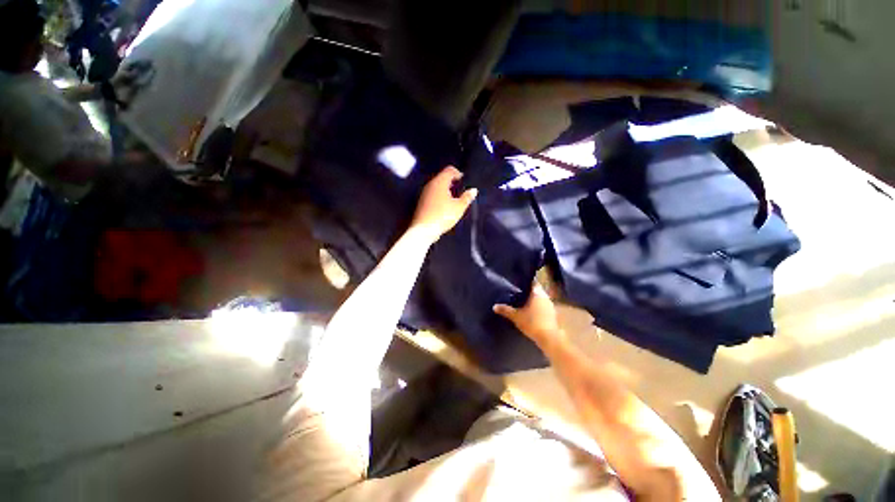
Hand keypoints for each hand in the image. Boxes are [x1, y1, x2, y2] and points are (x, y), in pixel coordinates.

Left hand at [411, 166, 477, 241]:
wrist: (423, 230)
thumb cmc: (442, 216)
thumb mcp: (459, 207)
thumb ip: (467, 197)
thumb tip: (473, 190)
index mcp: (440, 182)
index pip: (449, 170)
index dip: (458, 173)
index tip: (464, 181)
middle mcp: (430, 184)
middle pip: (443, 177)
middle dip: (452, 182)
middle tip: (461, 190)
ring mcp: (424, 193)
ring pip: (437, 186)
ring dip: (446, 190)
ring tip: (454, 199)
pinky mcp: (422, 202)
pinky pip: (433, 194)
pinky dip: (440, 196)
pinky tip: (445, 206)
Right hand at [494, 283, 563, 345]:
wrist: (549, 338)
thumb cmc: (532, 323)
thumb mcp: (516, 316)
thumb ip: (505, 310)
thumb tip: (494, 306)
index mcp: (537, 293)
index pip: (532, 281)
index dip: (525, 281)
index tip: (517, 282)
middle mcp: (545, 296)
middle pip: (535, 290)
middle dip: (527, 291)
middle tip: (516, 292)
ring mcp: (550, 305)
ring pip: (539, 298)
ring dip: (532, 300)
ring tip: (521, 301)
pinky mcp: (552, 314)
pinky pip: (542, 306)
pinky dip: (536, 307)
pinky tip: (529, 312)